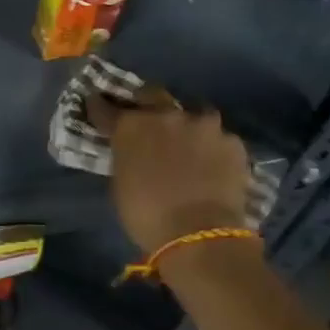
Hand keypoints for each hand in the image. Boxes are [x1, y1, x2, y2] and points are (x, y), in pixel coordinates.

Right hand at [85, 88, 249, 252]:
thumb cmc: (147, 216)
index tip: (98, 104)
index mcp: (131, 125)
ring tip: (189, 143)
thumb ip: (126, 155)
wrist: (200, 236)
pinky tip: (213, 164)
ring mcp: (202, 124)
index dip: (101, 106)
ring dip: (187, 125)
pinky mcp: (232, 141)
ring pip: (192, 113)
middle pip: (152, 94)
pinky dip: (213, 148)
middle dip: (147, 103)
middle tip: (148, 119)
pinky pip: (218, 138)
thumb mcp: (121, 183)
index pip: (106, 107)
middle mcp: (165, 114)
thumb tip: (131, 150)